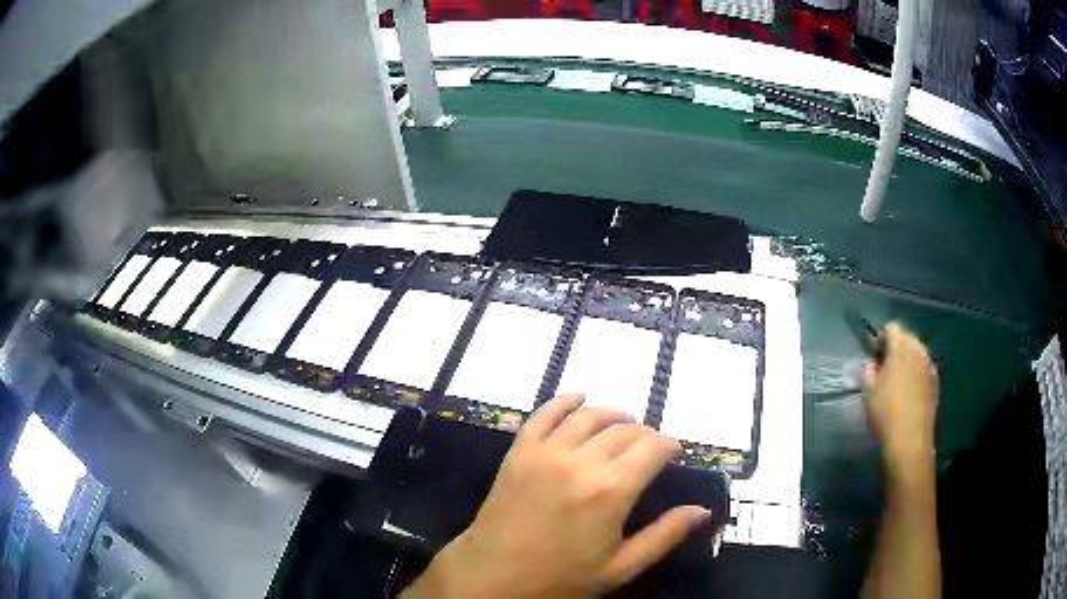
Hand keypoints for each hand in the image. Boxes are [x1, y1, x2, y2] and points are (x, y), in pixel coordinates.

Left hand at [402, 394, 710, 598]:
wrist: (492, 577)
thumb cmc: (559, 579)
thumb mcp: (619, 568)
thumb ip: (663, 536)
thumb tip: (701, 511)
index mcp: (611, 491)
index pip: (653, 448)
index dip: (670, 445)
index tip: (674, 452)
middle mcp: (581, 461)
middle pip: (624, 430)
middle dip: (644, 434)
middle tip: (649, 448)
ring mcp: (546, 452)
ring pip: (589, 415)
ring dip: (612, 414)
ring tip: (623, 423)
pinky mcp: (519, 451)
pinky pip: (545, 413)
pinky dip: (565, 401)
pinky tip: (579, 399)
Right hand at [863, 323, 938, 470]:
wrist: (910, 441)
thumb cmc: (886, 413)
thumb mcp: (868, 392)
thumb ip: (868, 371)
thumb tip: (870, 363)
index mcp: (901, 347)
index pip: (891, 328)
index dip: (880, 338)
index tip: (873, 356)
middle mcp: (918, 350)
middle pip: (906, 337)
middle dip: (895, 348)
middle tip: (883, 368)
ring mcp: (929, 366)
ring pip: (916, 353)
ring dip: (906, 361)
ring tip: (896, 381)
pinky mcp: (935, 382)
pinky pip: (923, 368)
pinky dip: (915, 373)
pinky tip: (908, 392)